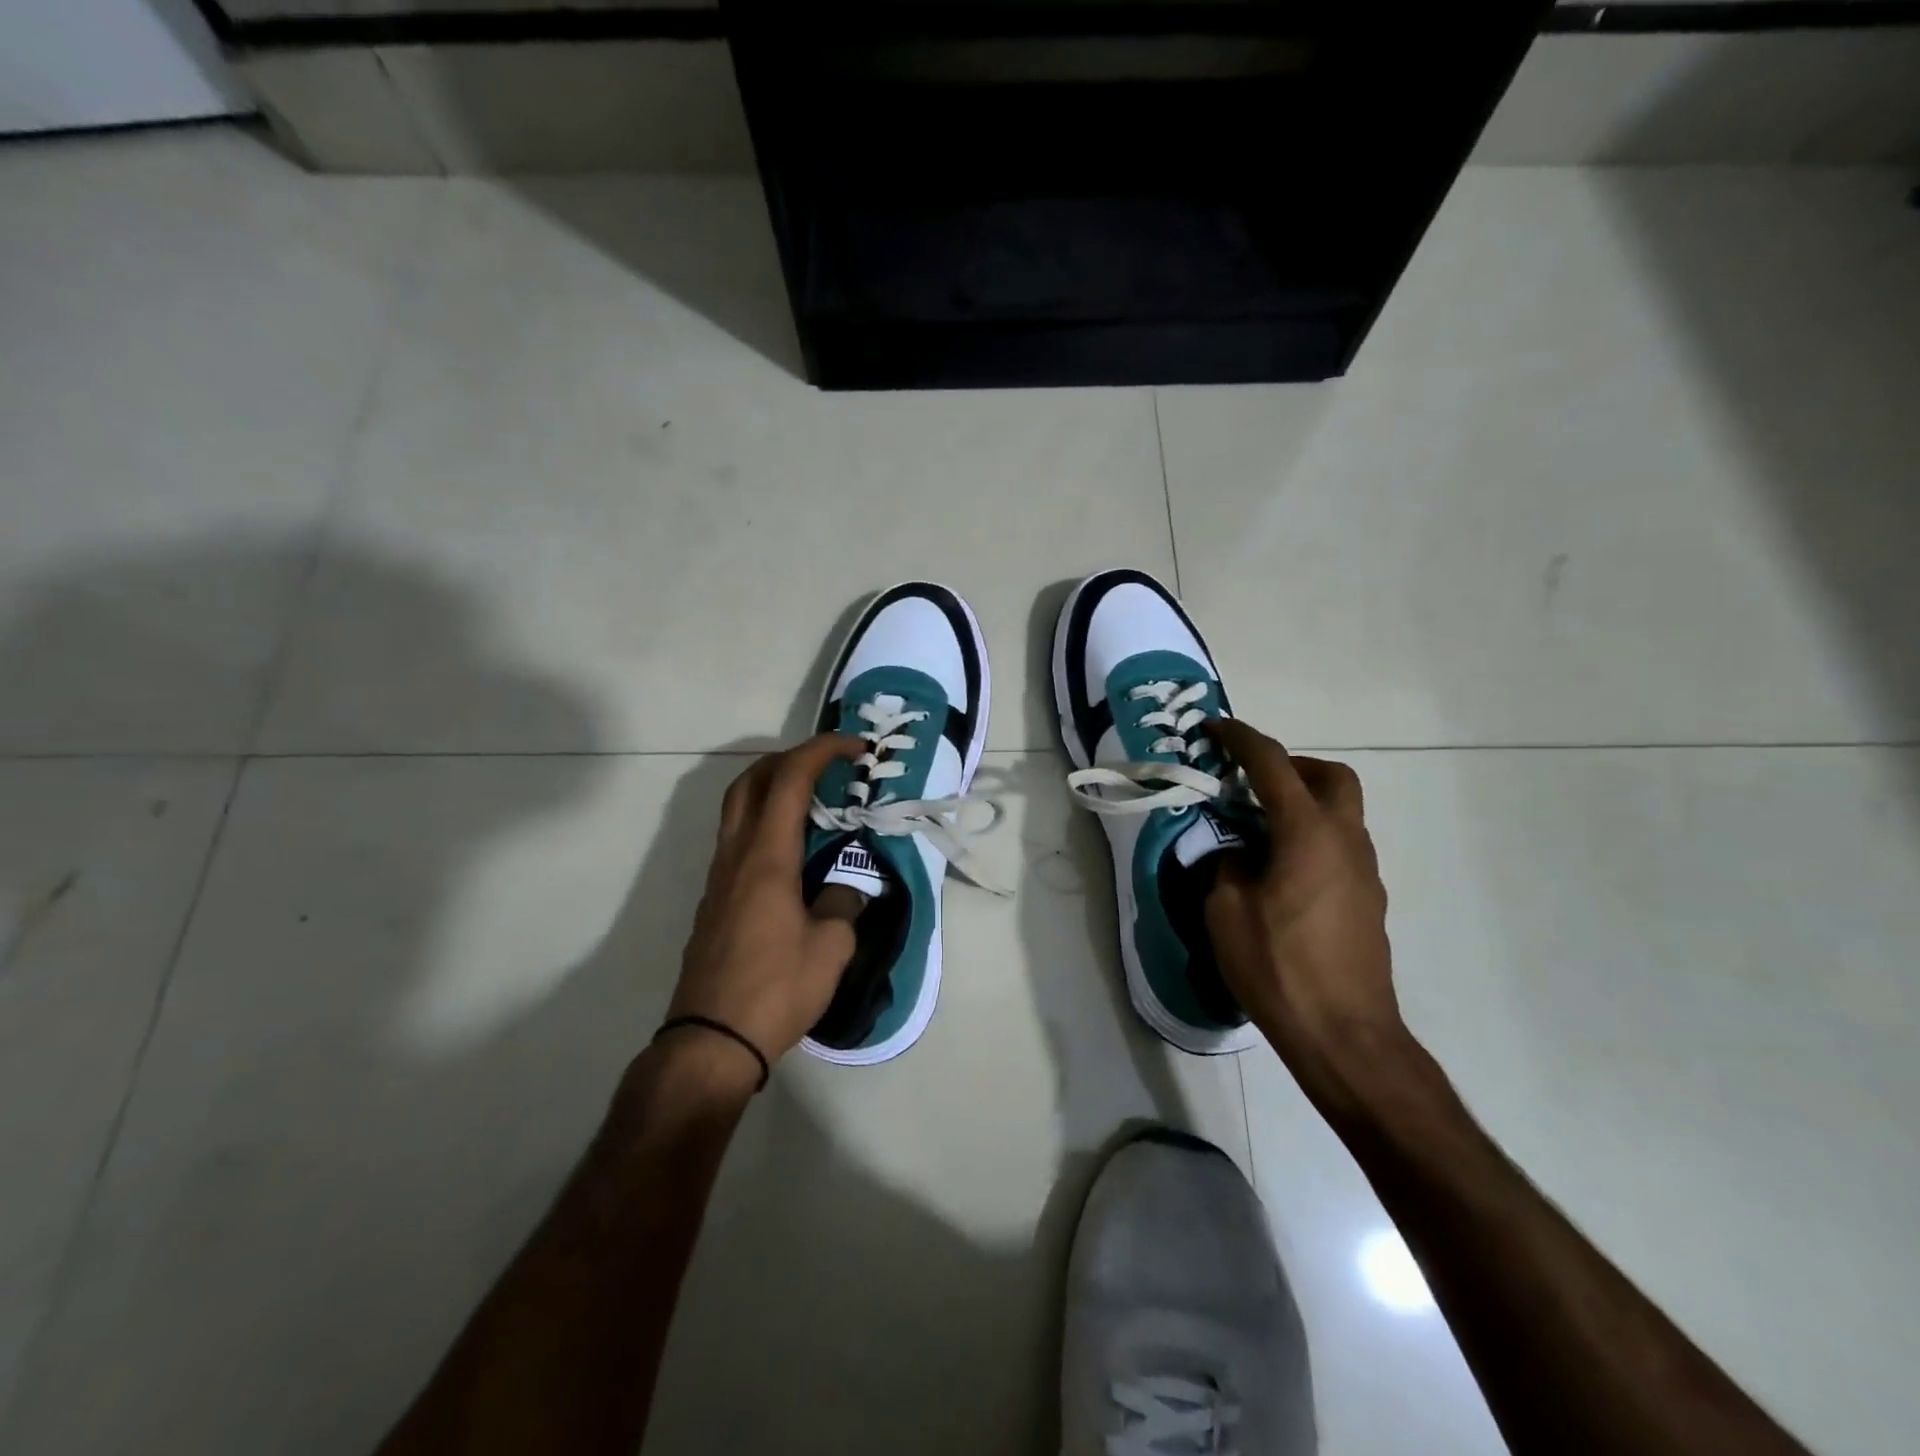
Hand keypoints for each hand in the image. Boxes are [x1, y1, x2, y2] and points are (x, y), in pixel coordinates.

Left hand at [667, 733, 862, 1070]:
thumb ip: (843, 903)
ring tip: (814, 802)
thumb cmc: (776, 989)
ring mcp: (719, 877)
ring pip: (737, 808)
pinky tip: (793, 852)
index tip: (855, 747)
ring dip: (772, 788)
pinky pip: (737, 838)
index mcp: (767, 857)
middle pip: (750, 780)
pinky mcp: (714, 900)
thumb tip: (845, 887)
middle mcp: (736, 856)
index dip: (822, 750)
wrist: (710, 1040)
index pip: (790, 780)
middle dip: (789, 758)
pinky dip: (764, 821)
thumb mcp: (831, 947)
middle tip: (826, 765)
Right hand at [1203, 719, 1405, 1104]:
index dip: (1240, 739)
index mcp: (1307, 833)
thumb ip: (1226, 865)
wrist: (1345, 1034)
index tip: (1214, 728)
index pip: (1272, 764)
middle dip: (1292, 767)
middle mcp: (1345, 841)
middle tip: (1252, 785)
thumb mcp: (1225, 911)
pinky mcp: (1368, 901)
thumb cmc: (1278, 967)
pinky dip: (1311, 839)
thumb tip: (1237, 854)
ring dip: (1302, 804)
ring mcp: (1364, 872)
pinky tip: (1281, 875)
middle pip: (1331, 777)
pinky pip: (1339, 847)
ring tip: (1258, 833)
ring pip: (1341, 813)